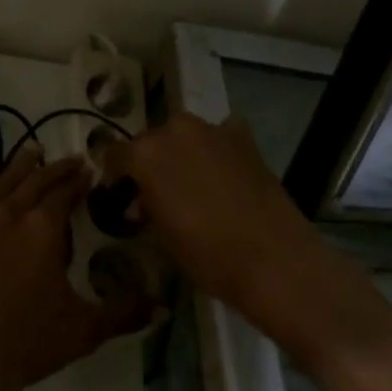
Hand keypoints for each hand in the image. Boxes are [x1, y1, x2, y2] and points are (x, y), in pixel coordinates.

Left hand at [0, 147, 153, 390]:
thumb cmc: (27, 341)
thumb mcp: (84, 330)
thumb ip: (123, 313)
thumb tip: (162, 305)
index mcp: (46, 227)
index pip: (66, 192)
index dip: (79, 181)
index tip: (89, 173)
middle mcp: (13, 210)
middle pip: (38, 179)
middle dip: (57, 168)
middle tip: (71, 160)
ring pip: (3, 178)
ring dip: (21, 164)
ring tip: (33, 153)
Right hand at [110, 114, 391, 367]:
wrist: (275, 261)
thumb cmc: (208, 256)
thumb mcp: (162, 237)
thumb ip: (146, 207)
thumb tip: (142, 200)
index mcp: (145, 154)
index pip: (116, 155)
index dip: (116, 176)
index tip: (120, 194)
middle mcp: (174, 130)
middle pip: (151, 140)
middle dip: (150, 162)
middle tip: (157, 192)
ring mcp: (212, 130)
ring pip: (185, 135)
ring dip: (182, 153)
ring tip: (192, 183)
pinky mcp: (244, 138)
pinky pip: (220, 136)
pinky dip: (217, 149)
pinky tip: (224, 172)